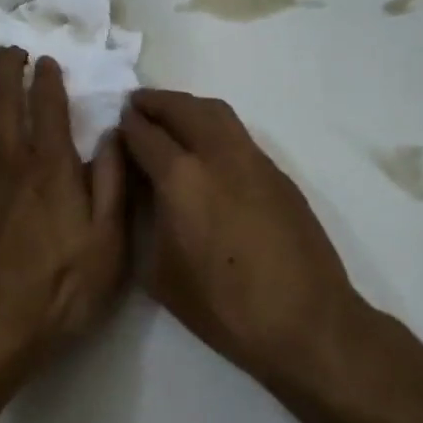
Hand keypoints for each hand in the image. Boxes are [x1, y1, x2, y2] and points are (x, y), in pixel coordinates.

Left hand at [0, 49, 128, 370]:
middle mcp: (10, 161)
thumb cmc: (56, 291)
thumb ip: (111, 184)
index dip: (48, 80)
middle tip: (11, 48)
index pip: (49, 108)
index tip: (47, 61)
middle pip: (5, 100)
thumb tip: (112, 135)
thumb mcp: (107, 244)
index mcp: (52, 168)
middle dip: (8, 68)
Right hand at [118, 90, 371, 398]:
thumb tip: (143, 192)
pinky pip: (238, 134)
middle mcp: (218, 155)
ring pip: (217, 113)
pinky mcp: (277, 173)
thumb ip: (146, 222)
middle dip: (156, 102)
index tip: (117, 123)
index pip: (146, 135)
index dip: (127, 126)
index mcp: (182, 178)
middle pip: (183, 108)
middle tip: (137, 105)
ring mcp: (253, 160)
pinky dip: (214, 126)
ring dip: (188, 107)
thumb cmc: (224, 306)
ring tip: (171, 117)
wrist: (305, 320)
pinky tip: (207, 148)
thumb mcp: (161, 274)